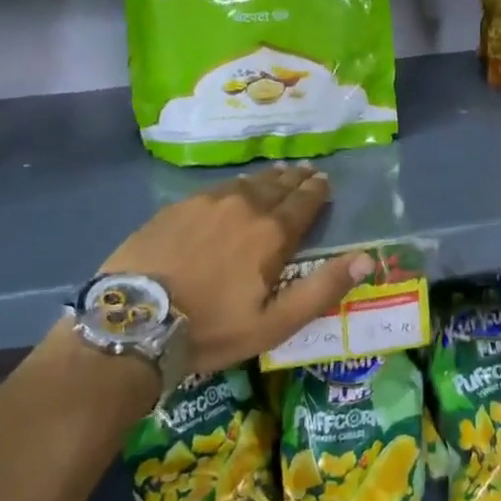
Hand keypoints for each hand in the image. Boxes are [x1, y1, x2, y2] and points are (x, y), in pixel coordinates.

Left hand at [101, 165, 371, 375]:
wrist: (134, 321)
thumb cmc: (212, 328)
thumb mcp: (274, 322)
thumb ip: (322, 289)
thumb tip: (366, 258)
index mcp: (271, 233)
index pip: (303, 202)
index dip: (317, 191)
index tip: (324, 181)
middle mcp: (244, 206)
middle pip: (276, 186)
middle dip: (295, 179)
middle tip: (305, 172)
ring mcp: (206, 202)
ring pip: (246, 183)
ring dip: (266, 178)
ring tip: (277, 174)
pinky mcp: (177, 207)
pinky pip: (216, 188)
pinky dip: (234, 185)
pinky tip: (233, 188)